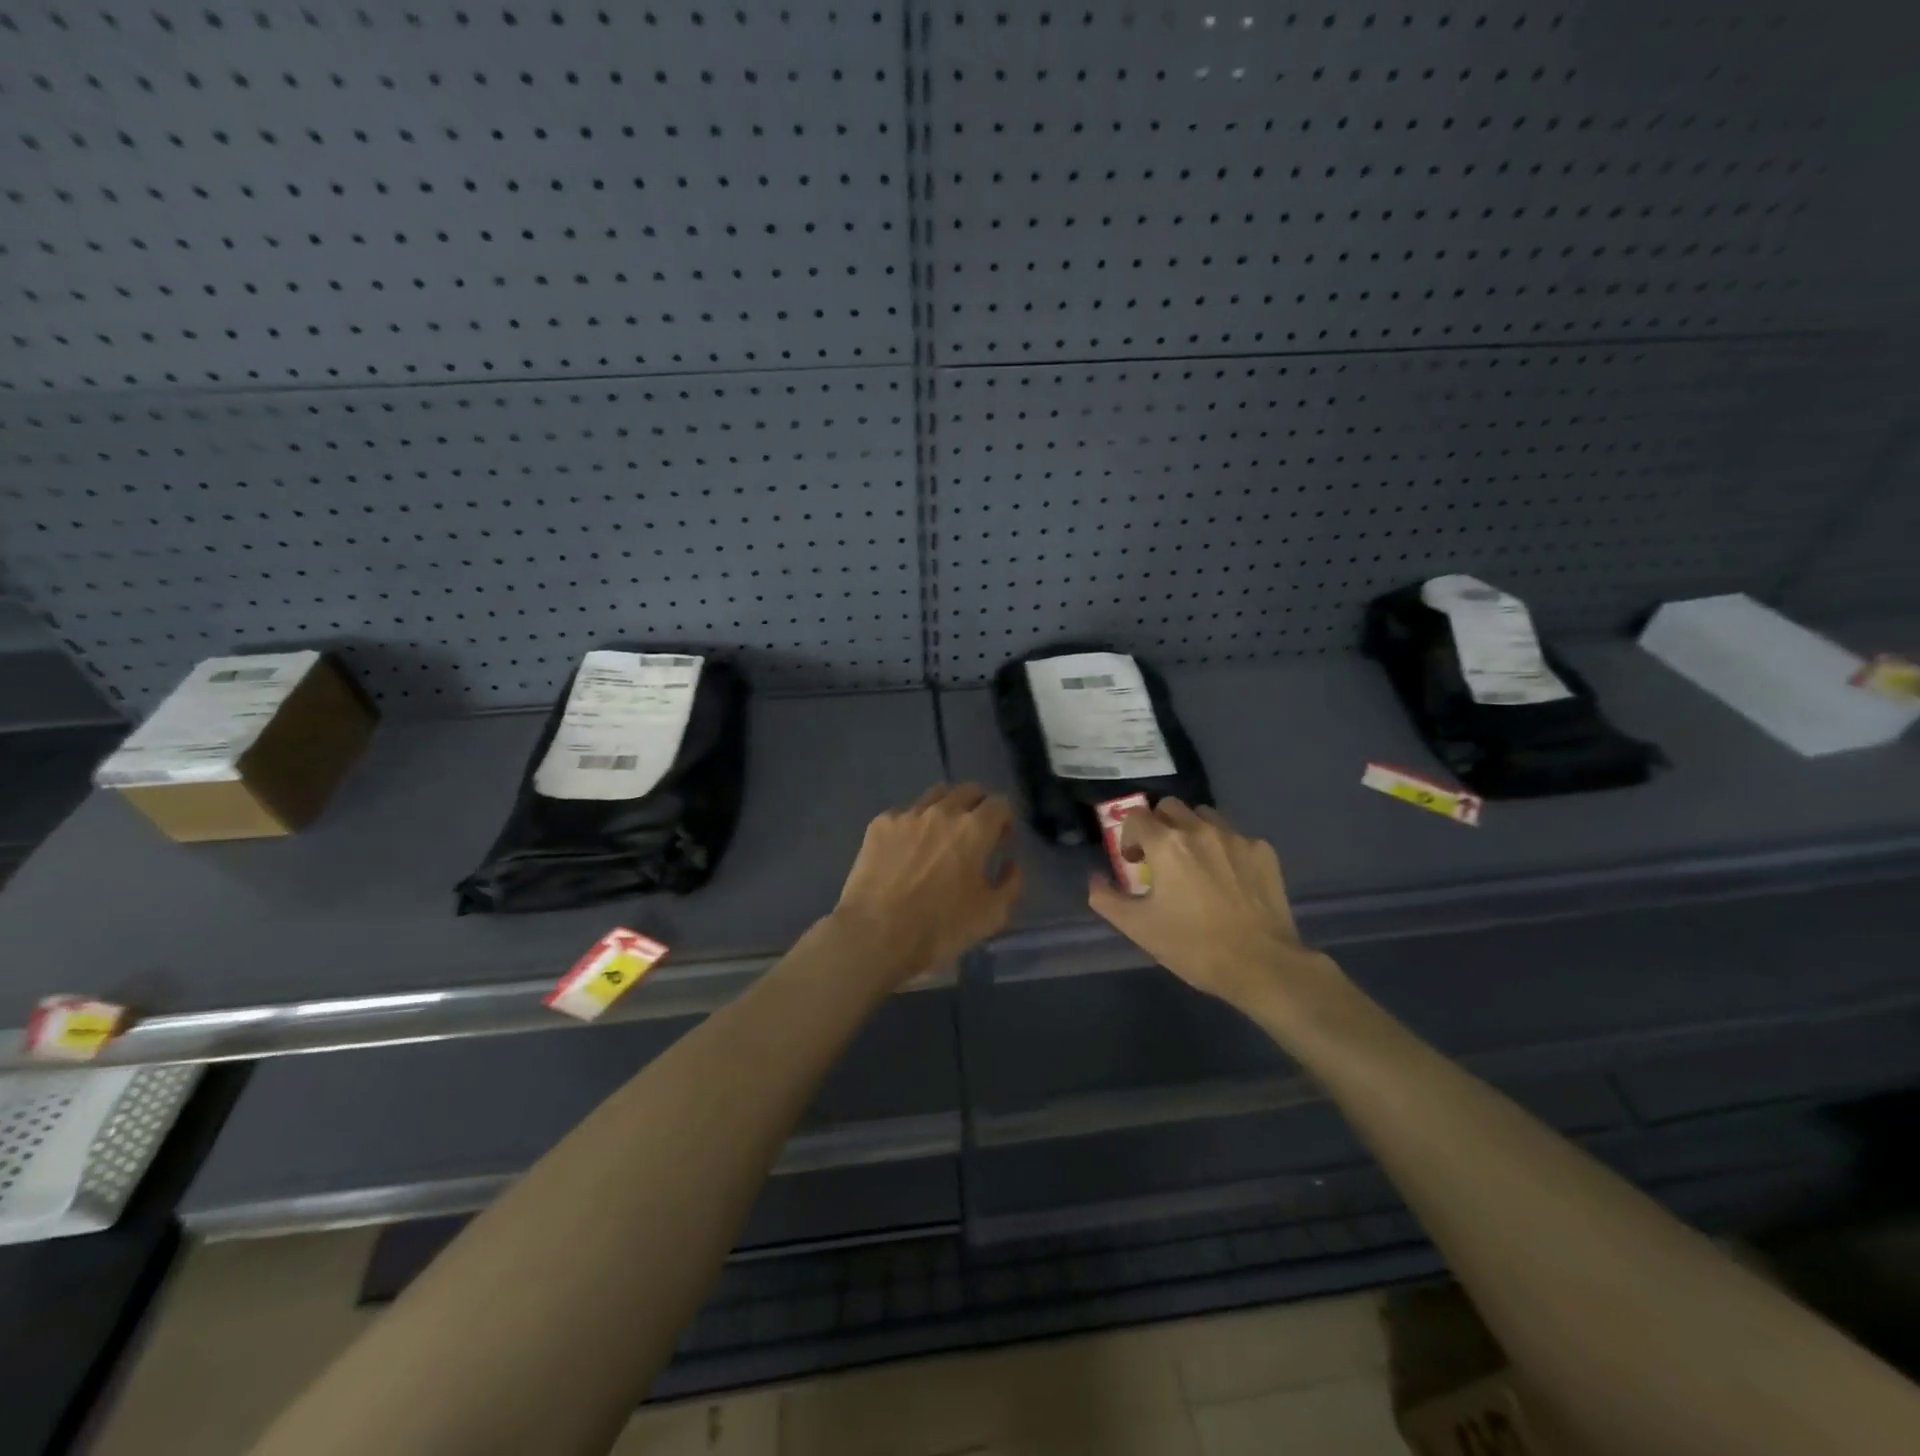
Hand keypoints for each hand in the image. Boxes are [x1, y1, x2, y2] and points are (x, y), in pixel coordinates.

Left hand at [831, 783, 1023, 984]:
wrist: (875, 933)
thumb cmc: (939, 928)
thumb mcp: (991, 915)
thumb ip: (1011, 883)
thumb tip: (1010, 863)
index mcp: (974, 829)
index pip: (1000, 803)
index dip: (1005, 820)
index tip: (1000, 841)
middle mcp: (943, 811)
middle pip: (968, 790)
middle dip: (978, 806)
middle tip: (974, 834)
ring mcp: (908, 814)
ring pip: (935, 795)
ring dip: (946, 809)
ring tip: (939, 836)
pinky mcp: (880, 824)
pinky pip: (904, 813)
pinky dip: (912, 825)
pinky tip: (906, 850)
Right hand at [1088, 799, 1345, 1016]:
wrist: (1262, 965)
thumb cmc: (1193, 946)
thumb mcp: (1138, 928)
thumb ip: (1107, 899)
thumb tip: (1094, 879)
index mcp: (1166, 844)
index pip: (1136, 817)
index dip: (1129, 837)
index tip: (1134, 863)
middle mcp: (1200, 829)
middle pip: (1170, 807)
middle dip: (1159, 826)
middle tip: (1160, 857)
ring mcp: (1236, 837)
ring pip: (1204, 816)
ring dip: (1191, 830)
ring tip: (1195, 861)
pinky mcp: (1264, 851)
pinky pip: (1235, 836)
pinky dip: (1223, 848)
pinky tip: (1228, 878)